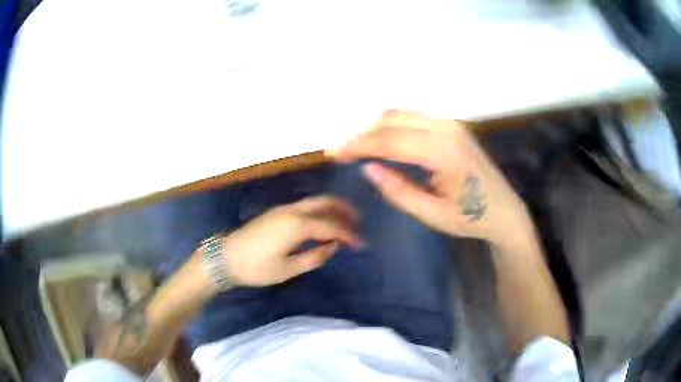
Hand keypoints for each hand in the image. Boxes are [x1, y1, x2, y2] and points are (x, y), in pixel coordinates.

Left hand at [220, 196, 363, 285]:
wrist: (225, 258)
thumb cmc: (256, 267)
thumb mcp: (288, 269)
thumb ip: (314, 256)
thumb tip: (333, 246)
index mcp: (297, 225)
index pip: (332, 226)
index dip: (349, 234)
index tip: (362, 244)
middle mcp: (293, 211)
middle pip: (325, 202)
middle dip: (344, 210)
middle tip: (359, 223)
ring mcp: (283, 209)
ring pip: (315, 202)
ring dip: (332, 209)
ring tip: (345, 222)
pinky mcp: (276, 212)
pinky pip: (305, 206)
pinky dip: (319, 211)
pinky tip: (323, 224)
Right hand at [328, 110, 530, 246]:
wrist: (505, 211)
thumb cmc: (471, 218)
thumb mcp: (432, 214)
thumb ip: (398, 190)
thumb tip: (367, 168)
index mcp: (445, 152)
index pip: (391, 141)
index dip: (358, 145)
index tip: (334, 152)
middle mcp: (448, 129)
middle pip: (393, 120)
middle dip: (362, 133)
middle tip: (342, 150)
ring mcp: (452, 124)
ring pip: (402, 114)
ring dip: (376, 127)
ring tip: (357, 146)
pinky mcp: (452, 126)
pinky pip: (414, 118)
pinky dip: (392, 126)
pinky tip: (382, 140)